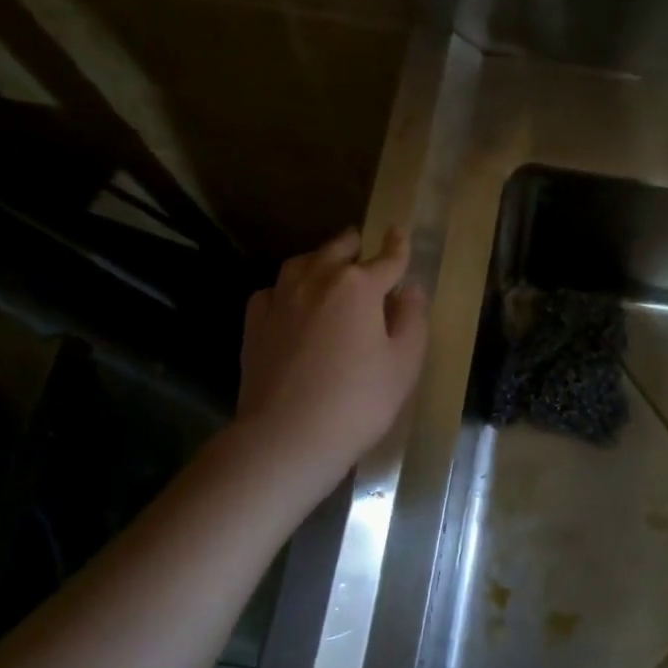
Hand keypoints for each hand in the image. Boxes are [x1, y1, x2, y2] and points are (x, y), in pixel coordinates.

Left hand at [236, 226, 428, 482]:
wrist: (287, 436)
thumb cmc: (359, 401)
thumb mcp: (404, 363)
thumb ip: (412, 318)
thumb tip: (410, 289)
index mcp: (359, 286)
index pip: (387, 258)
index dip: (397, 245)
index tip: (399, 231)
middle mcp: (317, 280)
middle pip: (338, 249)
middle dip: (355, 245)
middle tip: (363, 246)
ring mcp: (281, 299)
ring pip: (302, 263)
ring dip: (320, 259)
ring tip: (328, 267)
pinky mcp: (255, 323)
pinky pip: (274, 290)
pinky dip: (288, 288)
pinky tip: (292, 302)